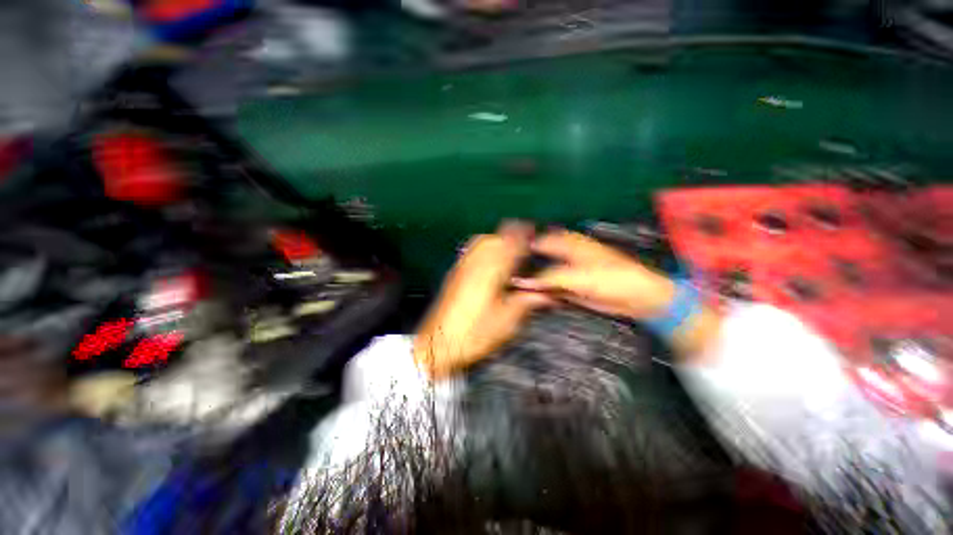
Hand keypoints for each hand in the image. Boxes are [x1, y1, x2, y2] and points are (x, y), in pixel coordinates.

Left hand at [413, 222, 550, 378]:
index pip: (511, 243)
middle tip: (526, 250)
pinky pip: (472, 250)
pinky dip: (486, 248)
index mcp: (492, 271)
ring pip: (483, 240)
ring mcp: (462, 265)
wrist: (439, 342)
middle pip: (496, 237)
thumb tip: (547, 294)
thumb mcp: (507, 321)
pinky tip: (490, 262)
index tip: (536, 235)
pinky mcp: (455, 272)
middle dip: (513, 237)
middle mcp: (476, 262)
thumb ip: (528, 301)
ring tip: (510, 253)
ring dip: (499, 241)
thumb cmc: (475, 333)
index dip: (526, 236)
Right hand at [512, 229, 674, 319]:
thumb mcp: (577, 277)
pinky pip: (550, 287)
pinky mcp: (571, 287)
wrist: (637, 298)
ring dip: (531, 278)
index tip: (502, 254)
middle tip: (503, 271)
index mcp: (568, 244)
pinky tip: (528, 294)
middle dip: (523, 263)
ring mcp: (568, 271)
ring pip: (543, 272)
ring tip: (510, 284)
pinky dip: (541, 290)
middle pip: (538, 256)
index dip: (522, 245)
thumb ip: (548, 279)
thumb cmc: (611, 279)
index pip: (539, 240)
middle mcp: (565, 255)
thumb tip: (521, 282)